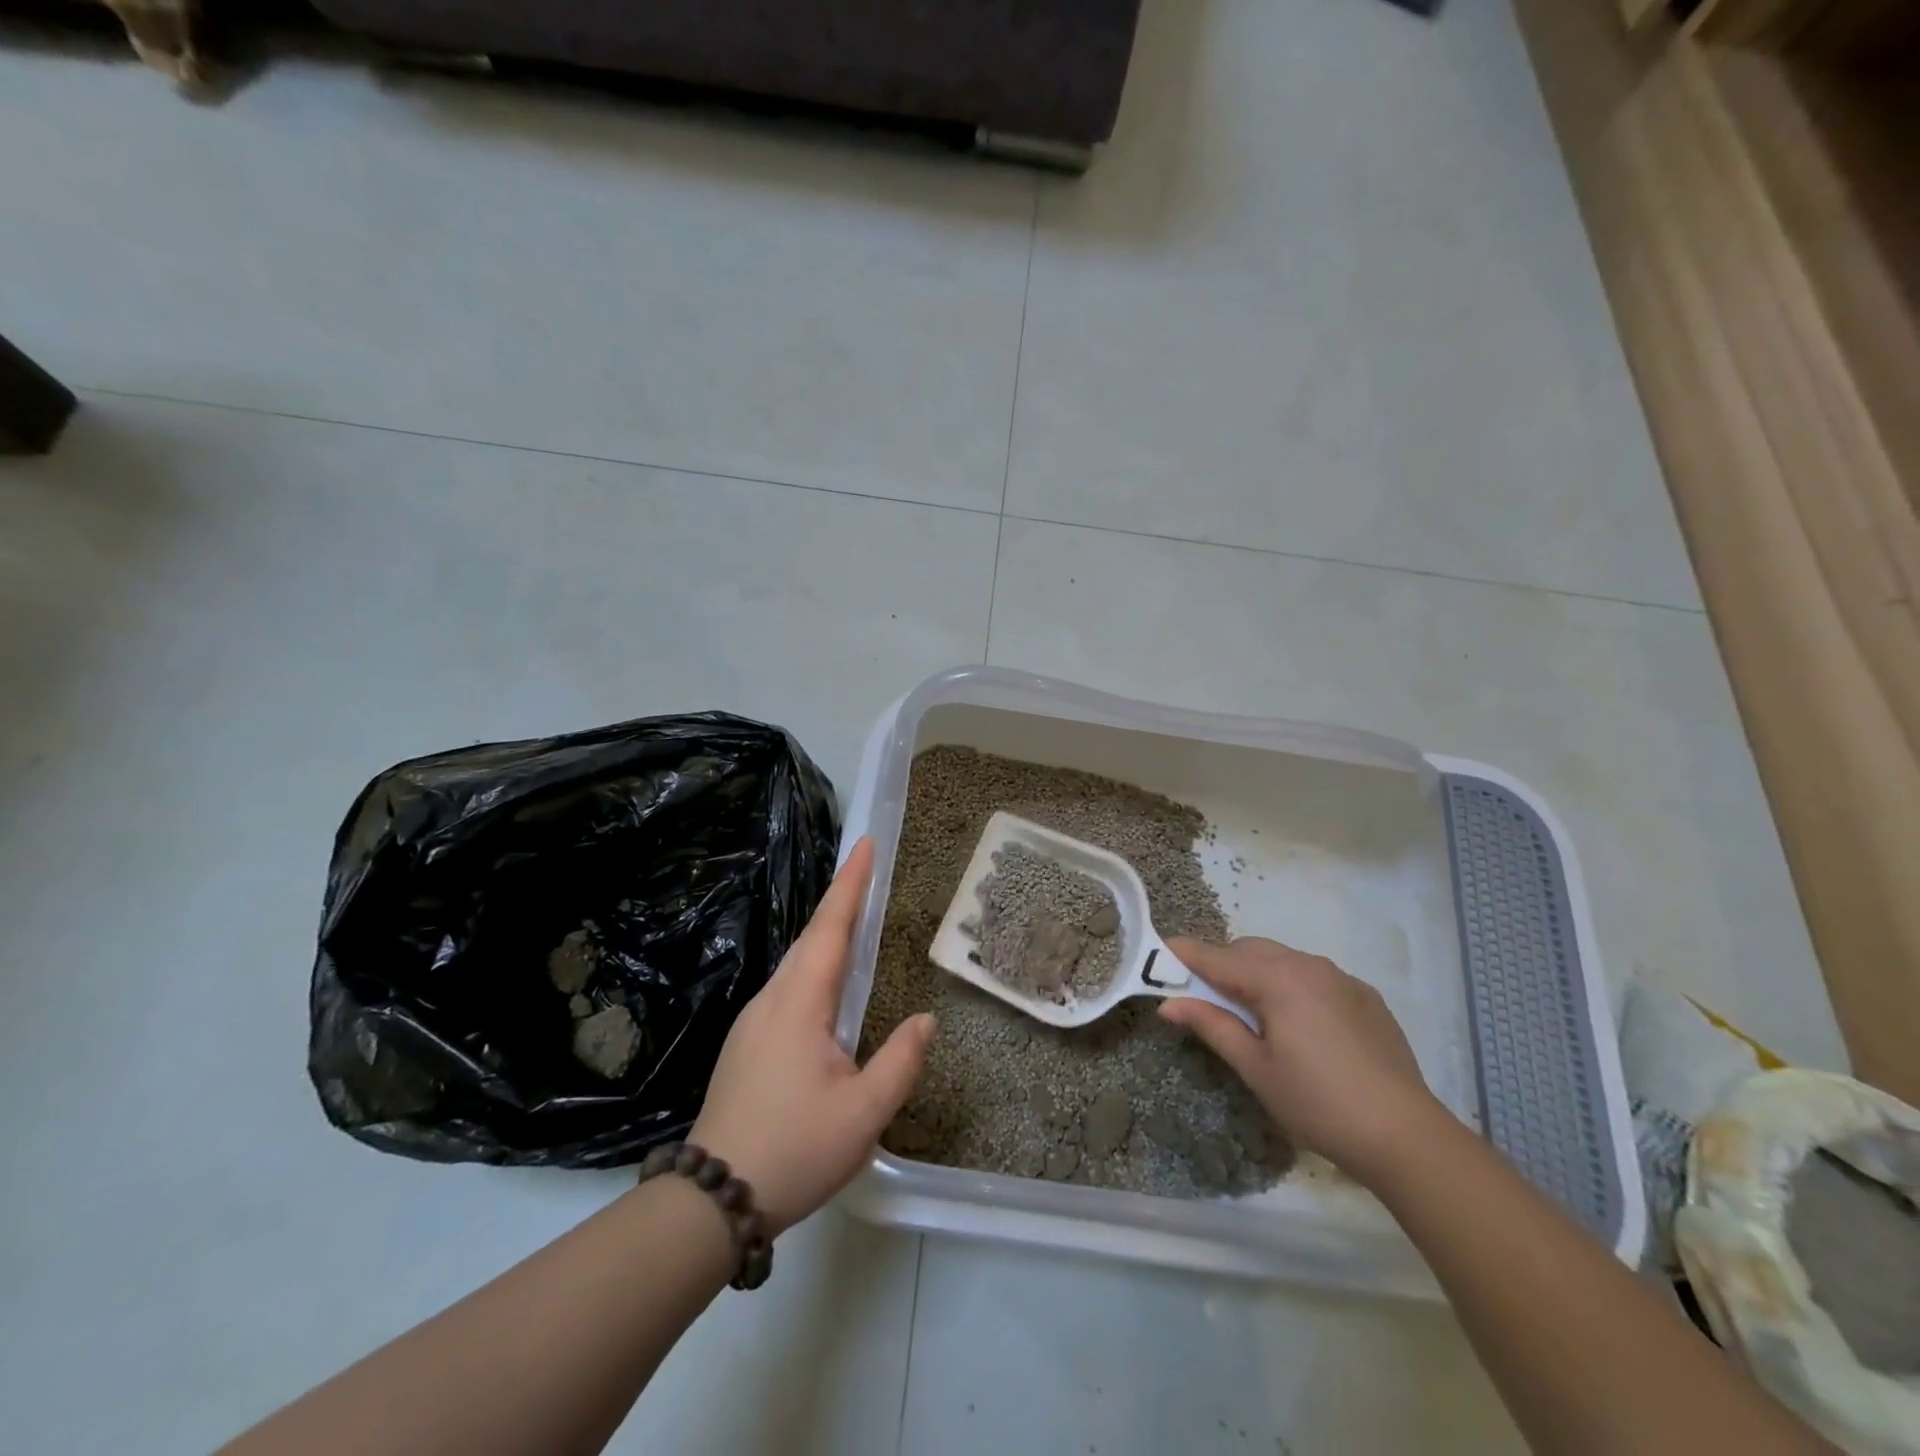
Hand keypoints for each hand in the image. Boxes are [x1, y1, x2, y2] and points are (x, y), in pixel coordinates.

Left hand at [690, 838, 934, 1233]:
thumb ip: (900, 1061)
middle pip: (810, 937)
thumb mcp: (863, 1114)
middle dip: (839, 900)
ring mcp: (753, 1022)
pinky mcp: (747, 1044)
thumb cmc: (794, 1149)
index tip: (863, 845)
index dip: (849, 885)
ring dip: (825, 933)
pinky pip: (787, 987)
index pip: (830, 929)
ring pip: (795, 963)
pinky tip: (825, 984)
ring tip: (854, 919)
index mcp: (800, 1003)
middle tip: (866, 871)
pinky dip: (812, 965)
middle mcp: (772, 1000)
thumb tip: (926, 1019)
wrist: (712, 1198)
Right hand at [1159, 936, 1444, 1181]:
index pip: (1217, 957)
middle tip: (1202, 997)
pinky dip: (1291, 985)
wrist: (1406, 1136)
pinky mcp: (1364, 996)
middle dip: (1221, 965)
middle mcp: (1308, 965)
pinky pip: (1313, 976)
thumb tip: (1169, 1003)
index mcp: (1277, 979)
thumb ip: (1211, 1025)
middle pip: (1249, 950)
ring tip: (1250, 1013)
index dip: (1183, 955)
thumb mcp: (1255, 1068)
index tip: (1156, 956)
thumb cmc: (1318, 1103)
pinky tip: (1297, 1025)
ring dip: (1256, 973)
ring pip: (1282, 959)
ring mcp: (1341, 978)